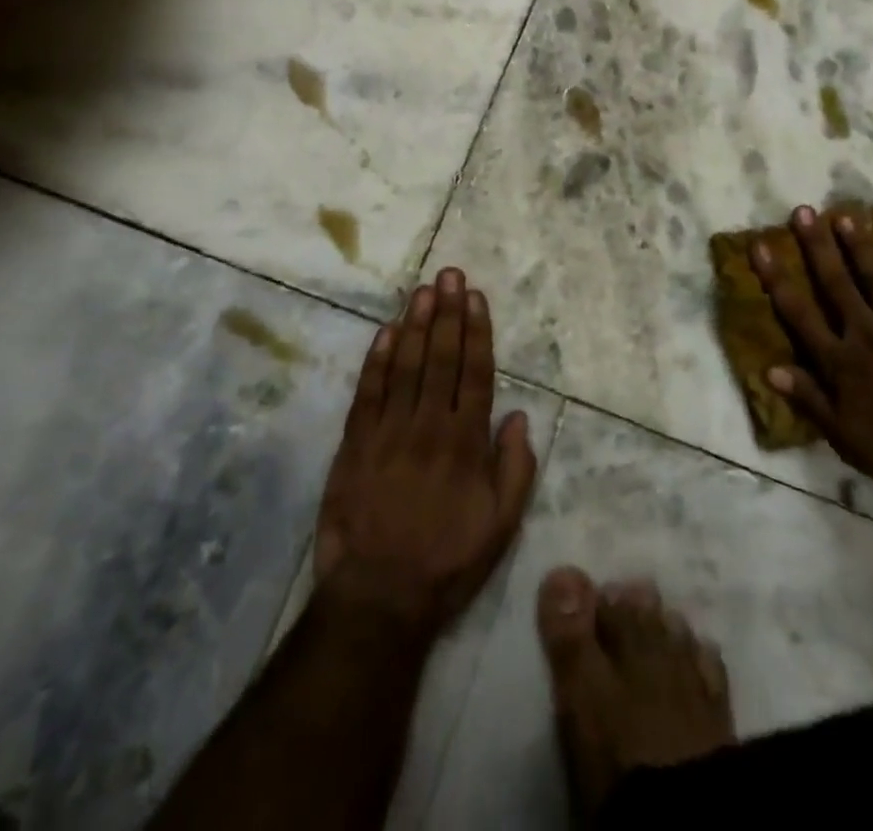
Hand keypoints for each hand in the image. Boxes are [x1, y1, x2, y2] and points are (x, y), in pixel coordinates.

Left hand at [312, 268, 537, 638]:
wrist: (378, 598)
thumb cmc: (447, 563)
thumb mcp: (500, 527)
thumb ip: (515, 470)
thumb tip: (517, 417)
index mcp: (466, 444)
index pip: (475, 374)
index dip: (477, 332)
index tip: (475, 297)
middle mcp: (430, 427)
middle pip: (441, 359)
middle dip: (447, 313)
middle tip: (449, 274)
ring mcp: (389, 433)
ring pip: (406, 366)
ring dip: (416, 324)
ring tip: (423, 289)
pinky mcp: (356, 444)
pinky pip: (368, 392)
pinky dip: (377, 360)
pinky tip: (386, 331)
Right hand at [752, 206, 872, 497]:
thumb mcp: (850, 440)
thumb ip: (811, 401)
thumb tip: (771, 368)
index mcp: (841, 363)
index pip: (799, 313)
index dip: (776, 278)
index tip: (760, 245)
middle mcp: (866, 333)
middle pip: (835, 283)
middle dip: (816, 246)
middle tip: (802, 211)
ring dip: (857, 245)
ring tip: (843, 216)